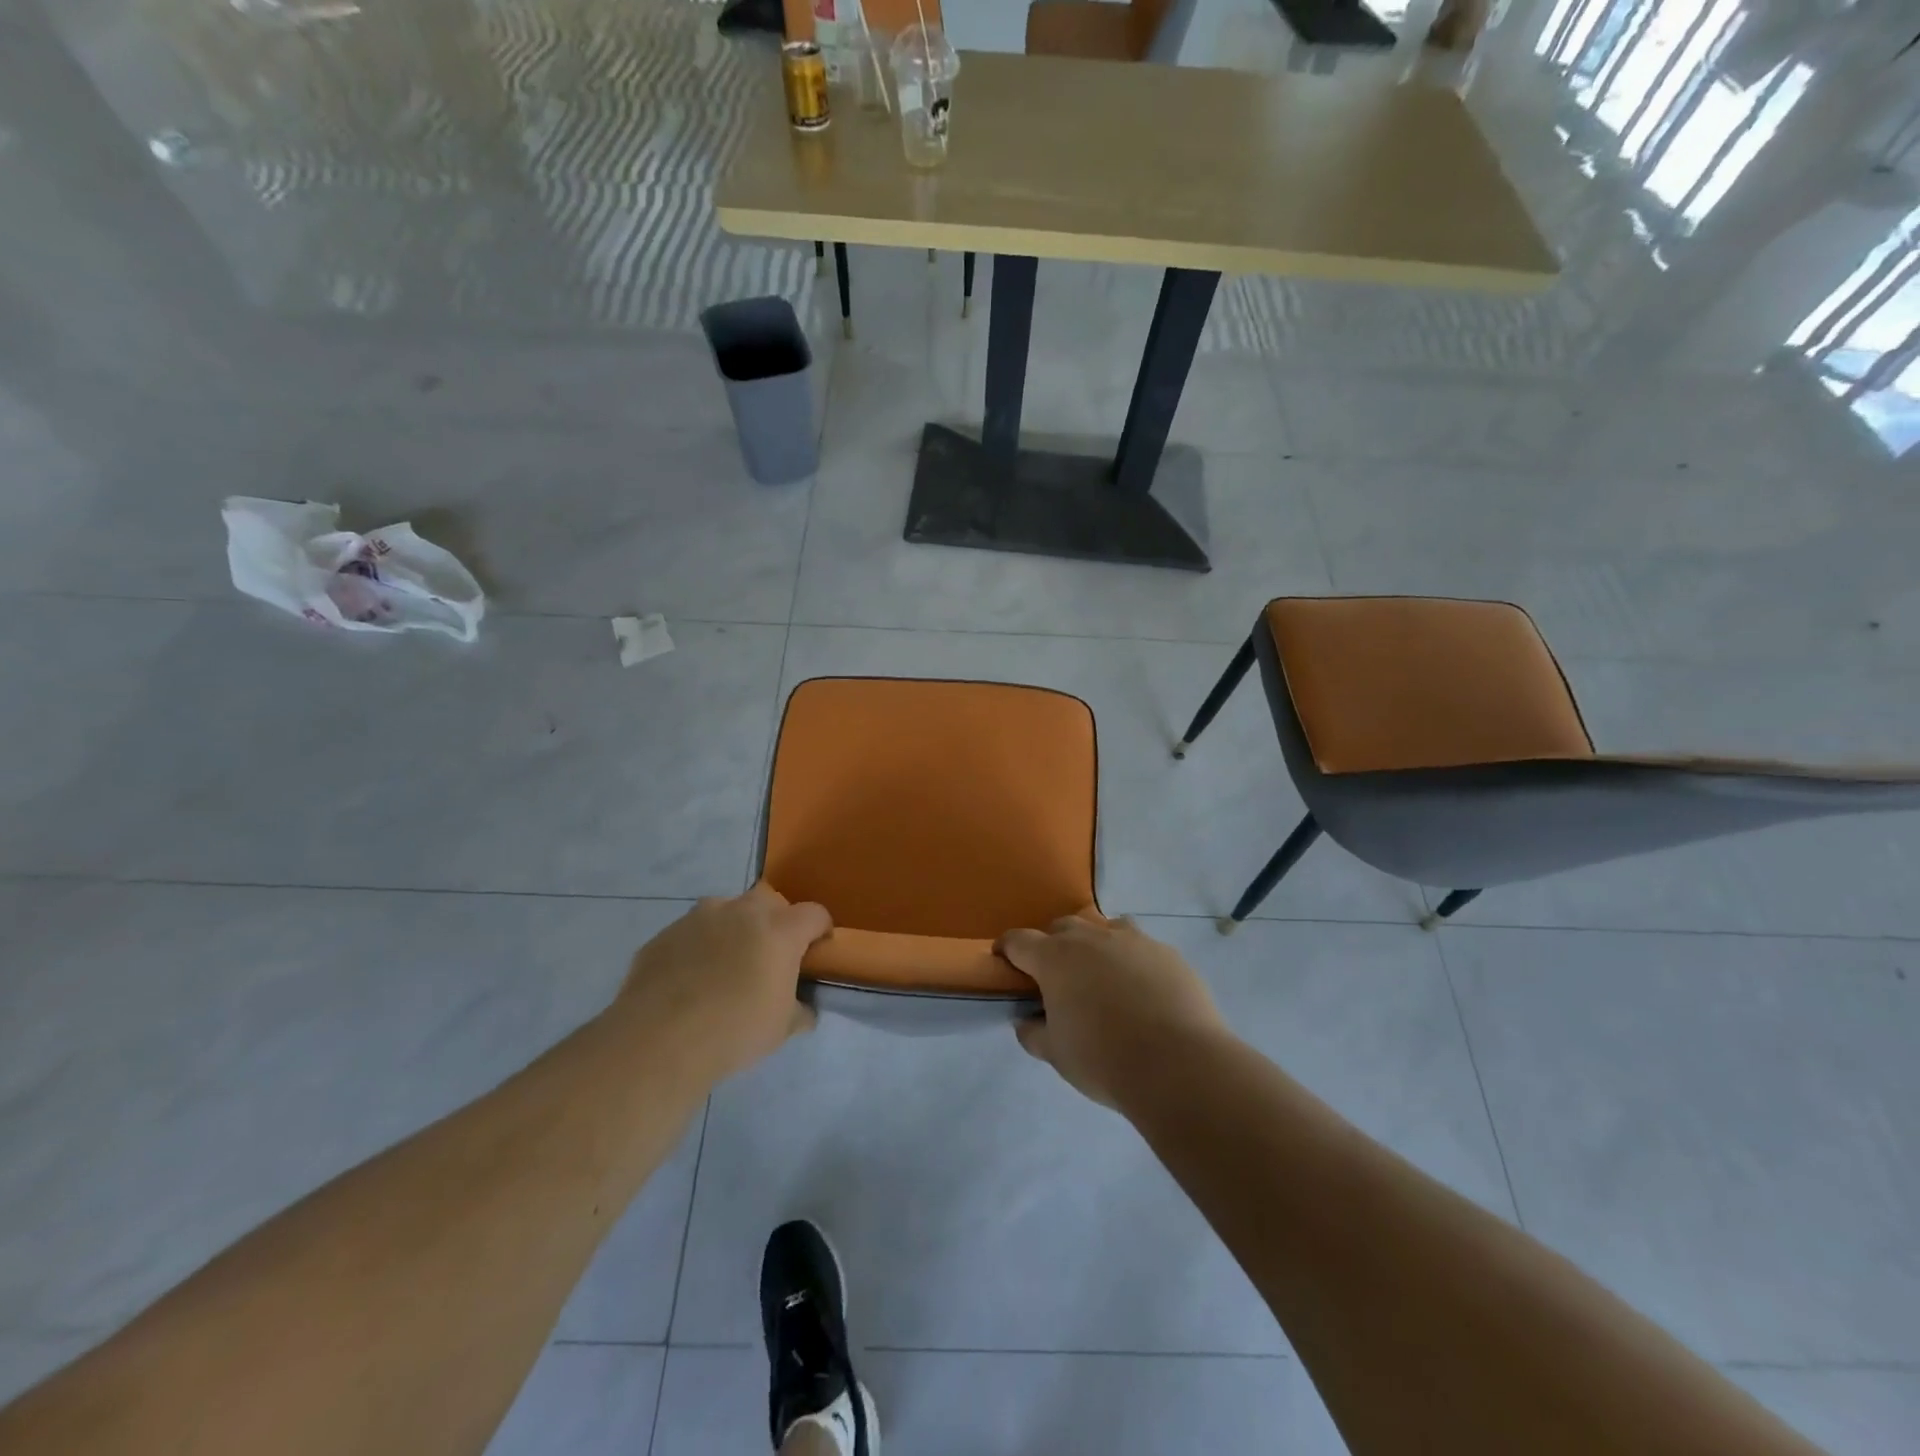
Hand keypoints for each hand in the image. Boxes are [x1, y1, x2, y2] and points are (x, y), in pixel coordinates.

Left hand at [612, 886, 830, 1084]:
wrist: (658, 1040)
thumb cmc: (734, 1030)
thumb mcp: (782, 1029)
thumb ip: (800, 1010)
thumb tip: (804, 1008)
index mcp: (780, 930)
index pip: (814, 914)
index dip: (820, 931)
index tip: (815, 953)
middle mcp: (742, 911)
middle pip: (769, 900)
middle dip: (775, 921)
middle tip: (769, 957)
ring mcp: (699, 917)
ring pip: (726, 911)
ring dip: (733, 929)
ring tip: (724, 967)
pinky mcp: (665, 934)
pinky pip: (691, 933)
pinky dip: (697, 948)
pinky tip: (688, 981)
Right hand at [998, 916, 1227, 1108]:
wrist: (1179, 1064)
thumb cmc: (1104, 1059)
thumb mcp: (1056, 1054)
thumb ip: (1034, 1033)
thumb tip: (1026, 1021)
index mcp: (1055, 958)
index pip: (1019, 940)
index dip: (1007, 949)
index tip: (1004, 961)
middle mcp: (1091, 938)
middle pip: (1062, 927)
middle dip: (1052, 945)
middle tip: (1056, 976)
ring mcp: (1133, 940)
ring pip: (1104, 927)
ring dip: (1095, 944)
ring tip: (1101, 975)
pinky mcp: (1167, 953)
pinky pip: (1141, 947)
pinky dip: (1132, 961)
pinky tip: (1142, 991)